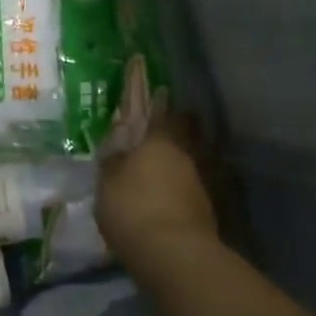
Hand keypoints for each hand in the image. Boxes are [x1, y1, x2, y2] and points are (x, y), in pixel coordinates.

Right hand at [96, 58, 217, 269]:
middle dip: (170, 110)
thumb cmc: (131, 211)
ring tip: (176, 135)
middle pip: (178, 120)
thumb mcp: (107, 181)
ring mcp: (198, 174)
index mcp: (151, 138)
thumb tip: (119, 135)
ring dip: (186, 137)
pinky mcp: (207, 200)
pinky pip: (197, 171)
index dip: (137, 82)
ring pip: (192, 144)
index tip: (139, 60)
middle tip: (163, 100)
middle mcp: (179, 149)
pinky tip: (180, 176)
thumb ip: (113, 157)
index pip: (139, 102)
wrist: (175, 255)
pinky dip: (187, 168)